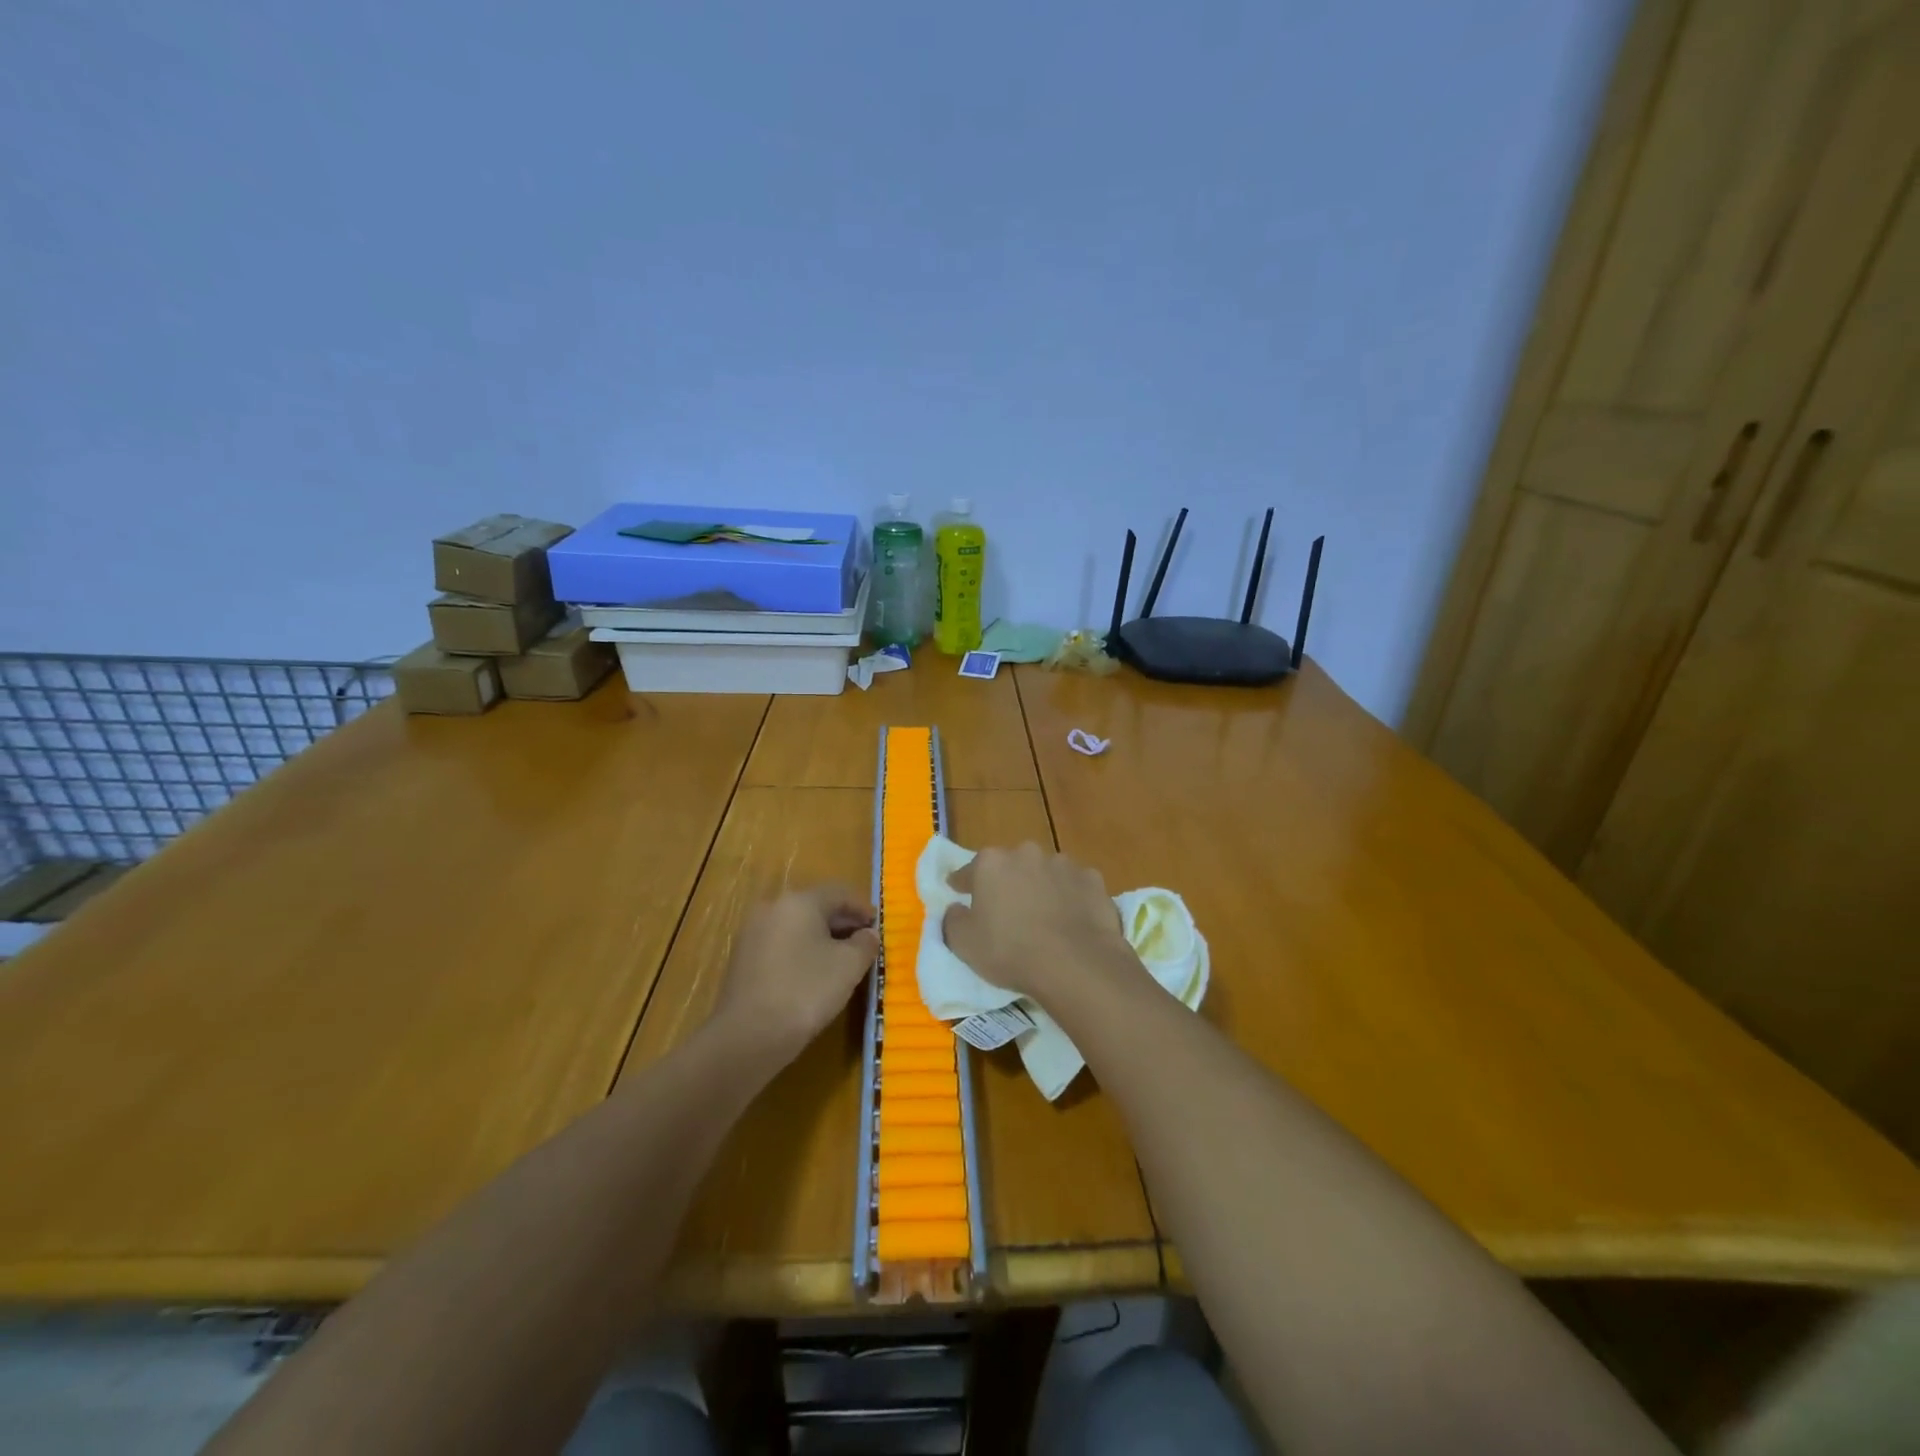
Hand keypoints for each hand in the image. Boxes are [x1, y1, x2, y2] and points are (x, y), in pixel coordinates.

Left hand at [714, 884, 879, 1065]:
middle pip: (816, 907)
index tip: (879, 927)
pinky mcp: (742, 959)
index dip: (863, 908)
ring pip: (797, 927)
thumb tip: (868, 934)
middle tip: (864, 944)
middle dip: (843, 923)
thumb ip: (865, 943)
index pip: (839, 893)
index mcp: (799, 901)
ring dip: (822, 939)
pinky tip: (813, 975)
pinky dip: (801, 952)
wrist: (748, 1036)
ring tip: (842, 962)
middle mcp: (772, 908)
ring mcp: (753, 933)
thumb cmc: (806, 991)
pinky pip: (781, 945)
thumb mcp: (849, 966)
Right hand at [941, 843, 1140, 1008]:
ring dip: (1041, 888)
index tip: (959, 893)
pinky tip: (1073, 921)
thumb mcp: (964, 944)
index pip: (969, 871)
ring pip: (1045, 873)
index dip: (962, 884)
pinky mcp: (1093, 880)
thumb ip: (953, 920)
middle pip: (1010, 866)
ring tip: (1044, 918)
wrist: (1075, 963)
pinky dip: (1072, 898)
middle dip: (1007, 883)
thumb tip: (956, 909)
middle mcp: (1027, 853)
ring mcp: (1064, 864)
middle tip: (1007, 911)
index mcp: (991, 863)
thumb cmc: (1010, 951)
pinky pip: (1075, 887)